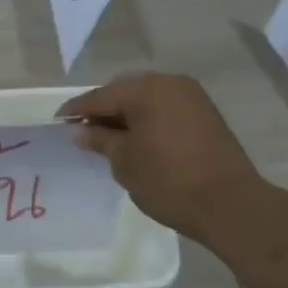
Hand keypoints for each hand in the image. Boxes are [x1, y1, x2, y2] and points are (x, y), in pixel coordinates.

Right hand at [56, 72, 260, 241]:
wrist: (228, 203)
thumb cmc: (168, 181)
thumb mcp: (124, 162)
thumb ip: (100, 140)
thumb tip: (80, 131)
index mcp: (147, 89)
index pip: (100, 96)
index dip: (76, 110)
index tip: (58, 122)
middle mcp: (170, 83)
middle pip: (125, 91)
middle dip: (102, 109)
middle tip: (82, 131)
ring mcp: (191, 97)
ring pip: (147, 99)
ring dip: (126, 114)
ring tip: (107, 138)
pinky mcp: (205, 114)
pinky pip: (165, 108)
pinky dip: (146, 119)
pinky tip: (135, 139)